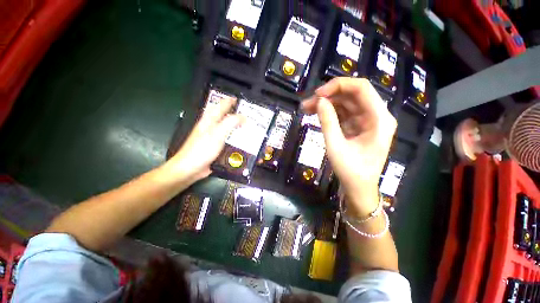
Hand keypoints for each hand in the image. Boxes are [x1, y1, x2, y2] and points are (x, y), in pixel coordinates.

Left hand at [167, 97, 242, 181]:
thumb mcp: (217, 134)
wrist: (190, 169)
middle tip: (247, 114)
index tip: (240, 99)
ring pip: (227, 128)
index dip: (230, 101)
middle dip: (235, 113)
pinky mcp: (216, 147)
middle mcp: (211, 127)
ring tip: (247, 127)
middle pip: (224, 116)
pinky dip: (235, 138)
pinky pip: (227, 139)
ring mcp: (213, 137)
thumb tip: (243, 116)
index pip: (220, 105)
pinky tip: (241, 141)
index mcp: (209, 120)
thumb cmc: (202, 150)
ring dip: (236, 126)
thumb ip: (230, 123)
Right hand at [302, 78, 396, 215]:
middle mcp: (375, 115)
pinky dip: (329, 112)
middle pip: (351, 95)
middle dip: (328, 96)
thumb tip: (319, 101)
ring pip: (345, 103)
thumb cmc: (351, 171)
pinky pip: (343, 113)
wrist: (358, 188)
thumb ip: (328, 122)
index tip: (317, 94)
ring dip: (326, 104)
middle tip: (307, 103)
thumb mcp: (336, 146)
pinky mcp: (357, 127)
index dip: (338, 85)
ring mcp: (366, 121)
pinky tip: (316, 114)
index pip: (361, 88)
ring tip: (306, 109)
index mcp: (379, 119)